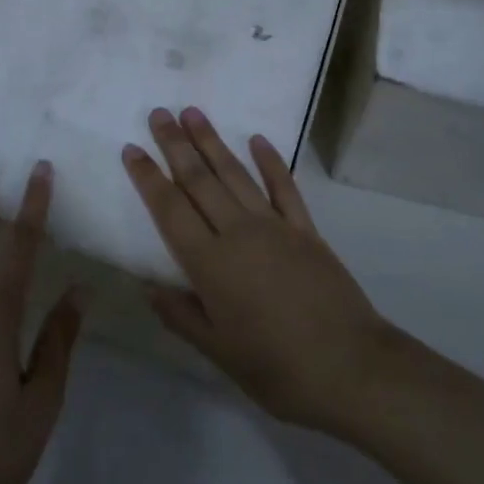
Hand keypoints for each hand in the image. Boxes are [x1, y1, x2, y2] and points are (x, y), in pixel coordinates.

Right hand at [122, 107, 395, 436]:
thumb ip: (182, 316)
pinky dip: (270, 162)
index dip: (148, 178)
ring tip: (193, 112)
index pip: (170, 210)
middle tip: (158, 114)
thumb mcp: (219, 353)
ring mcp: (275, 226)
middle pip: (199, 180)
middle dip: (175, 145)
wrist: (351, 368)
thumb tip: (146, 286)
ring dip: (212, 142)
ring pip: (236, 174)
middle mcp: (239, 233)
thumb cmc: (277, 370)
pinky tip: (257, 140)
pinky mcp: (306, 229)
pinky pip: (284, 187)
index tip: (132, 148)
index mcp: (211, 264)